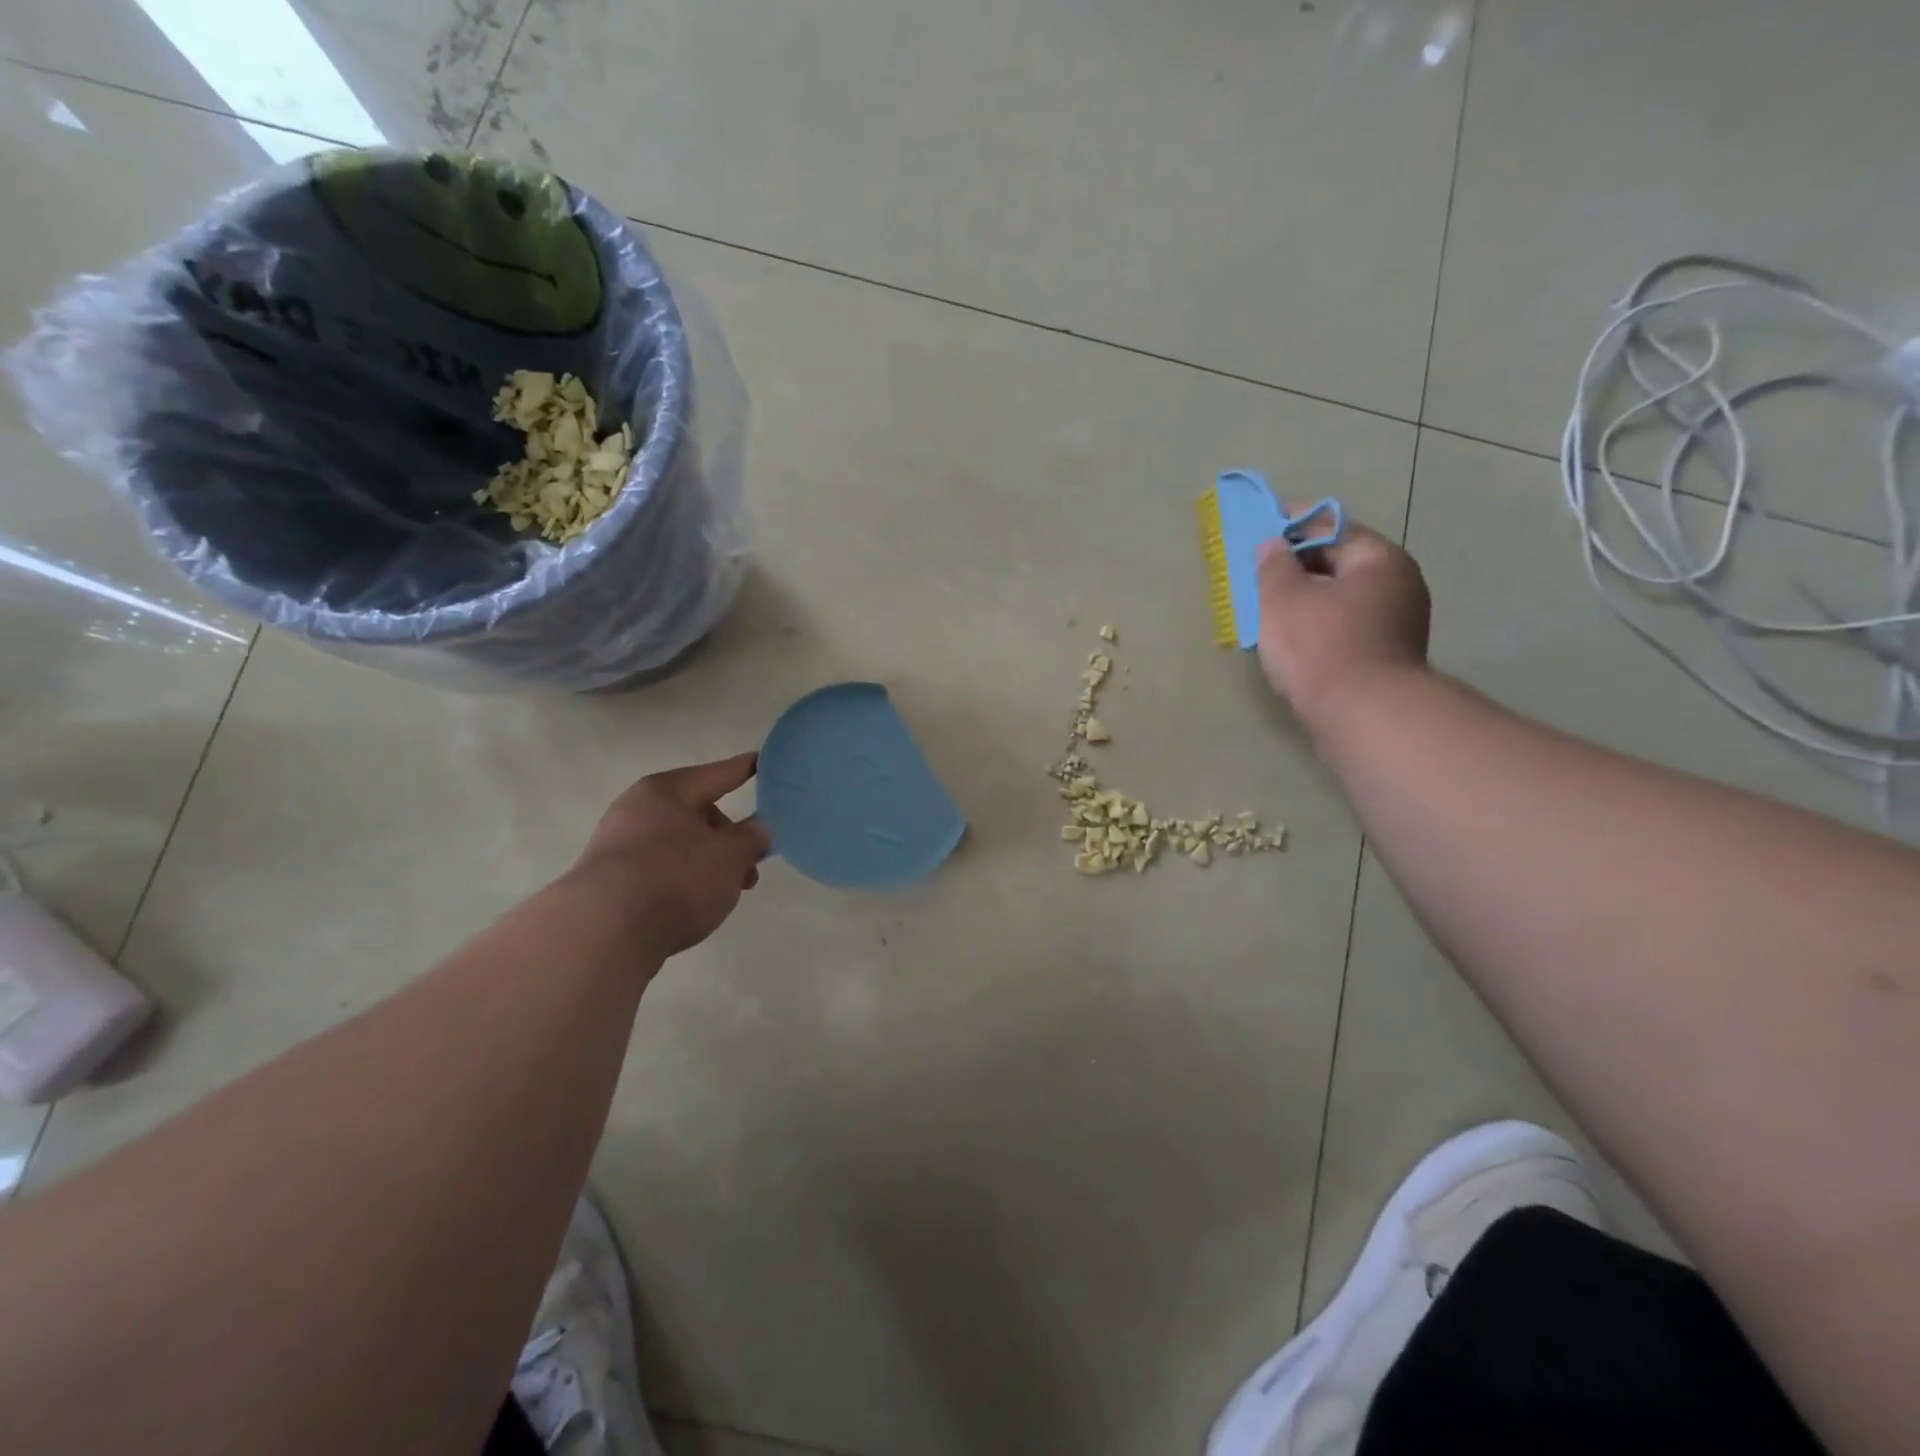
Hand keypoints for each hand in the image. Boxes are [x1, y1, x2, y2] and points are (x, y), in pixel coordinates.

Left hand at [574, 753, 771, 958]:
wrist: (602, 934)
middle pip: (697, 814)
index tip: (764, 762)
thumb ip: (751, 838)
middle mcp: (636, 810)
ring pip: (680, 847)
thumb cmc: (675, 878)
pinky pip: (660, 872)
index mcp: (665, 791)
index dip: (744, 770)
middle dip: (729, 838)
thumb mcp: (730, 856)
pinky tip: (695, 906)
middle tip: (751, 866)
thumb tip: (759, 827)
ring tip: (727, 894)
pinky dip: (684, 882)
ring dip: (710, 865)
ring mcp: (618, 847)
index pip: (717, 774)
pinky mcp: (609, 883)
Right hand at [1256, 518, 1431, 736]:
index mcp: (1379, 559)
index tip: (1263, 523)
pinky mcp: (1385, 656)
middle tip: (1258, 570)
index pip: (1332, 528)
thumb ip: (1273, 565)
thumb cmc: (1320, 645)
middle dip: (1298, 565)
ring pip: (1340, 597)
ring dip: (1307, 597)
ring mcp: (1397, 623)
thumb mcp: (1282, 598)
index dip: (1293, 525)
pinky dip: (1318, 623)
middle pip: (1339, 563)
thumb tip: (1273, 544)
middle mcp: (1397, 584)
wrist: (1361, 715)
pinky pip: (1344, 626)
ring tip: (1268, 605)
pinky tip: (1291, 637)